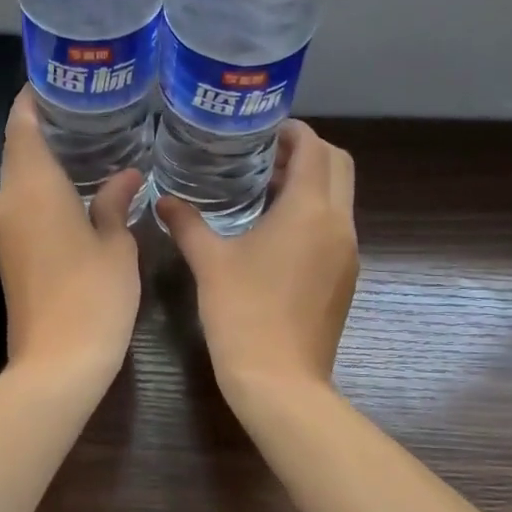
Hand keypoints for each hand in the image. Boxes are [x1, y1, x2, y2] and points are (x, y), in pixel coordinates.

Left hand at [0, 89, 144, 383]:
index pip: (22, 125)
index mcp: (33, 188)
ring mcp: (7, 231)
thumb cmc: (92, 297)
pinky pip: (26, 205)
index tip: (61, 78)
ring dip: (47, 158)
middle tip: (90, 106)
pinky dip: (47, 187)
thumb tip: (127, 175)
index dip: (35, 97)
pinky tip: (81, 187)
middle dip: (46, 124)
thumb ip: (116, 202)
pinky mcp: (12, 255)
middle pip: (19, 148)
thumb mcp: (116, 245)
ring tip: (91, 139)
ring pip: (21, 179)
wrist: (57, 364)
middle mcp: (10, 202)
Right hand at [158, 121, 358, 406]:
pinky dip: (315, 214)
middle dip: (308, 153)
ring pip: (341, 198)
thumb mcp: (209, 262)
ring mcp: (348, 252)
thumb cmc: (242, 313)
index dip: (293, 132)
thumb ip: (187, 223)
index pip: (314, 148)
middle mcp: (339, 223)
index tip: (263, 132)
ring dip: (312, 184)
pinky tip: (277, 234)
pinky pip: (336, 227)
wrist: (280, 380)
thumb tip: (163, 200)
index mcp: (310, 210)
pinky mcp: (346, 277)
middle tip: (266, 159)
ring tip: (266, 192)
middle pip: (338, 166)